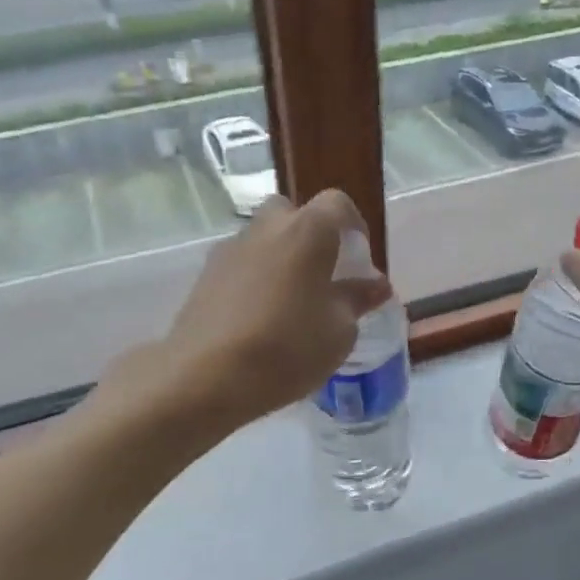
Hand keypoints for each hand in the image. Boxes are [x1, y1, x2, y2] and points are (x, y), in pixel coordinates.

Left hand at [111, 190, 392, 433]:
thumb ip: (357, 300)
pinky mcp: (205, 275)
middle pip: (292, 214)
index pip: (337, 204)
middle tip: (323, 275)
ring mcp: (230, 249)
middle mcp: (267, 228)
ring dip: (280, 257)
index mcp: (307, 231)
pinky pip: (241, 265)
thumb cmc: (286, 347)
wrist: (204, 375)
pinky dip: (255, 279)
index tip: (359, 259)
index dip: (353, 225)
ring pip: (263, 239)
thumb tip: (375, 285)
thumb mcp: (338, 331)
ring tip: (291, 302)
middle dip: (310, 236)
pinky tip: (260, 318)